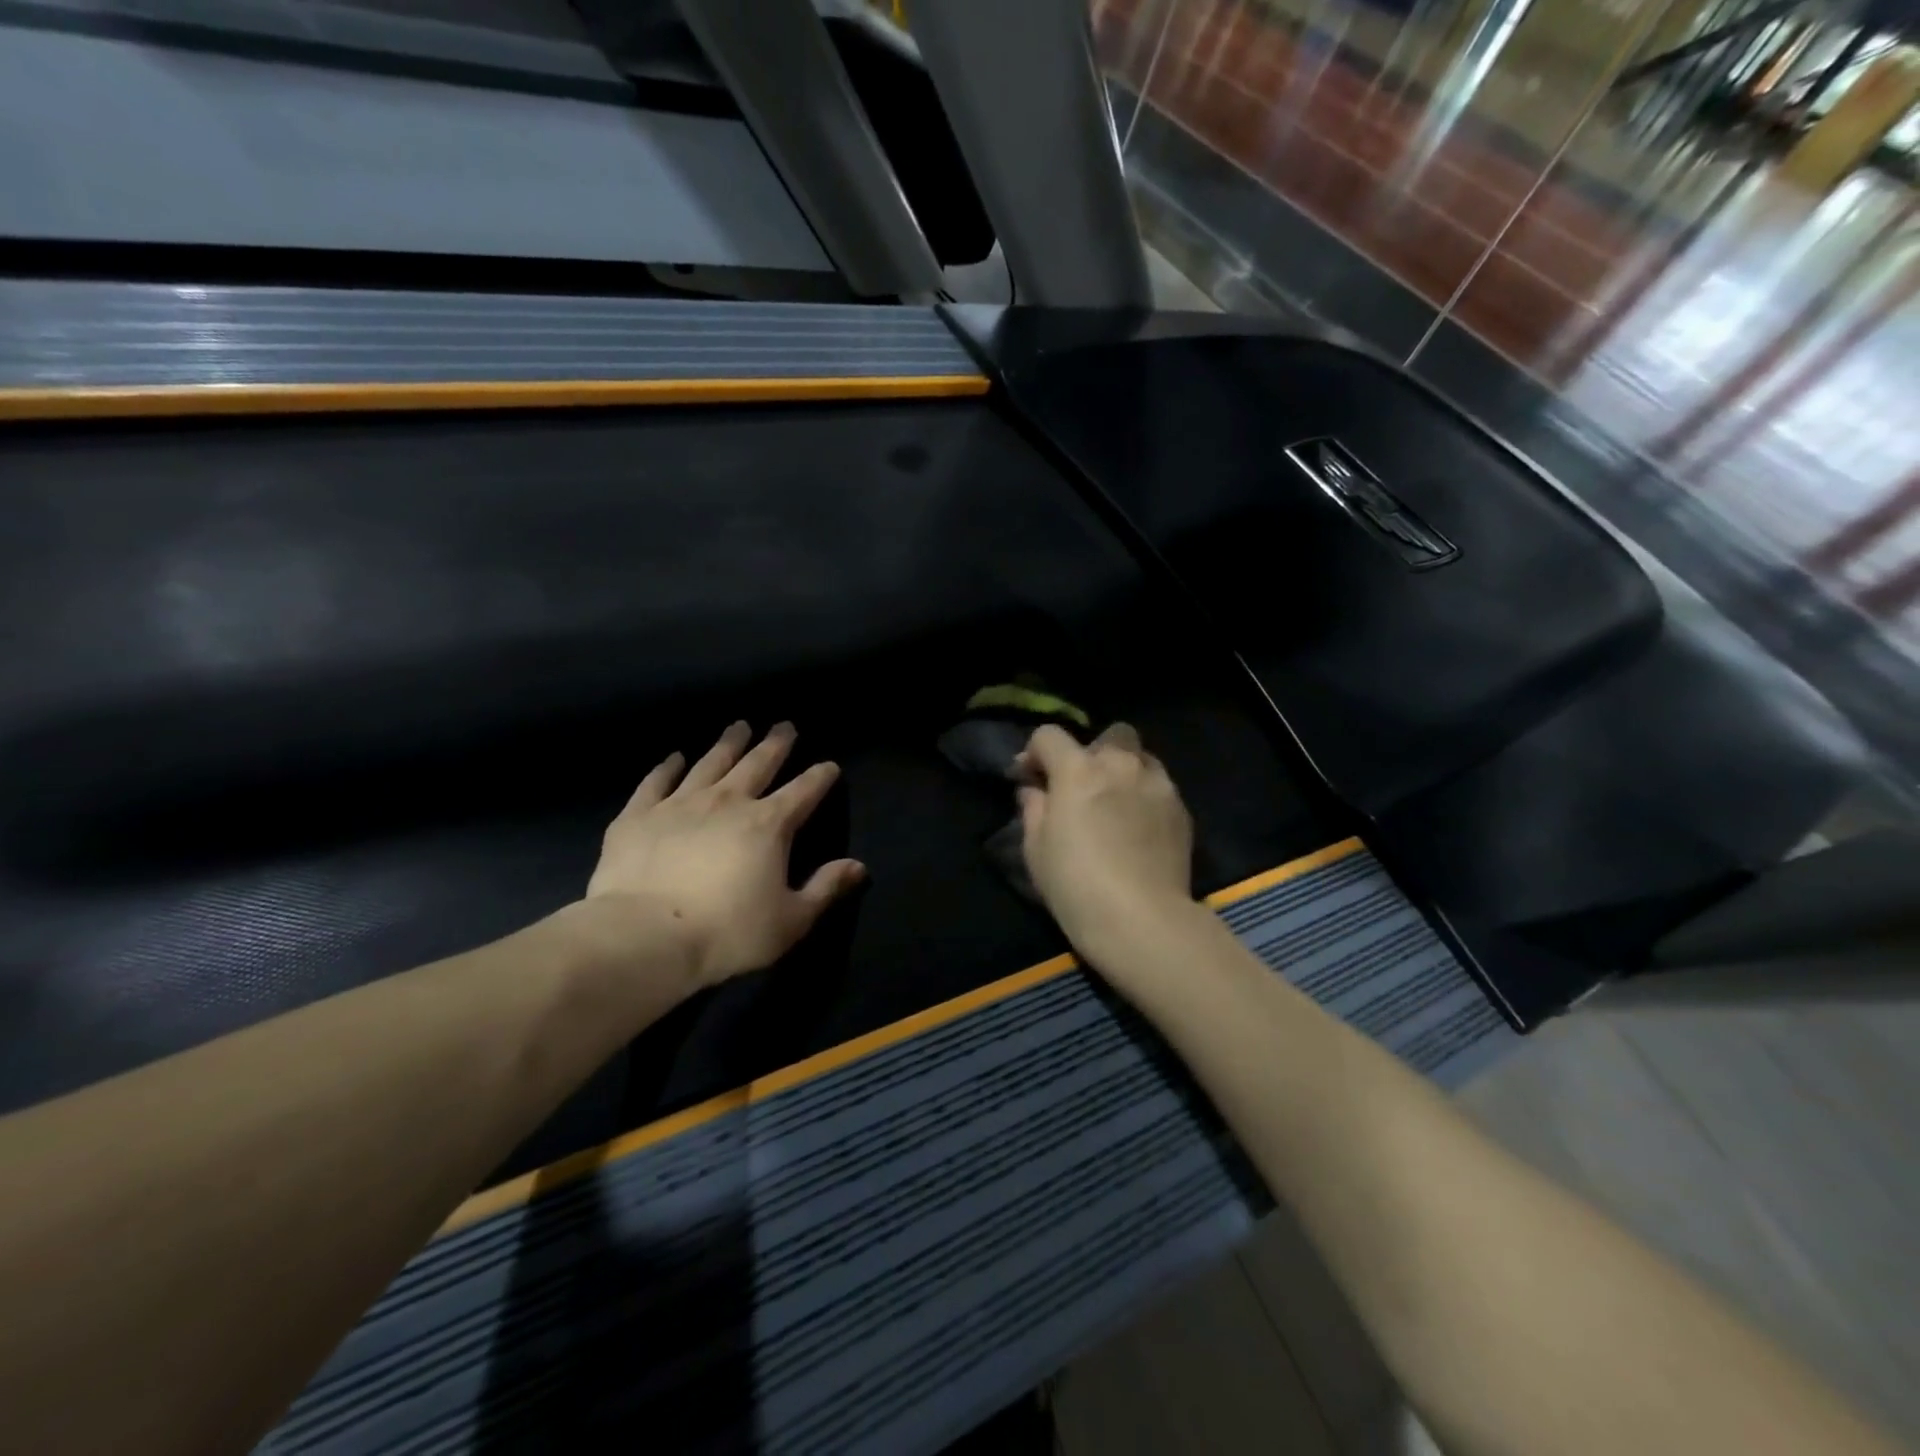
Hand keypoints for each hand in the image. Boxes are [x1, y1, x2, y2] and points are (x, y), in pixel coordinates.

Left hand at [586, 722, 864, 987]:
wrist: (645, 936)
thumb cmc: (727, 932)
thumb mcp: (790, 920)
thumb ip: (825, 888)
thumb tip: (858, 866)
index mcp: (769, 825)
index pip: (804, 791)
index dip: (820, 777)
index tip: (829, 765)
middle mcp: (728, 801)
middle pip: (758, 764)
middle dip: (775, 744)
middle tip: (784, 726)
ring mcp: (680, 803)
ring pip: (710, 762)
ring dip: (728, 744)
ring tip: (739, 727)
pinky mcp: (639, 815)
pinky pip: (656, 781)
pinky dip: (667, 767)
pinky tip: (674, 757)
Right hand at [1017, 723, 1195, 955]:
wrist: (1142, 920)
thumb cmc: (1076, 885)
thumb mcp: (1036, 849)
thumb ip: (1033, 808)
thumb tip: (1034, 790)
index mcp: (1078, 770)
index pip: (1049, 735)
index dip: (1035, 753)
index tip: (1030, 778)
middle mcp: (1121, 765)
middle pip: (1110, 734)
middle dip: (1093, 751)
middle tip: (1082, 785)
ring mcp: (1158, 784)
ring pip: (1141, 757)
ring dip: (1124, 770)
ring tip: (1116, 803)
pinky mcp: (1181, 809)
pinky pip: (1160, 787)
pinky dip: (1145, 795)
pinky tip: (1138, 827)